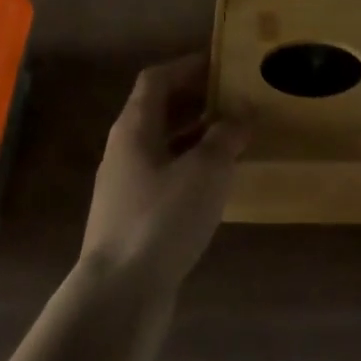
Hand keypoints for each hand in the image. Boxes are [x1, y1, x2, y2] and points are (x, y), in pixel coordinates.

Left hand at [80, 54, 246, 303]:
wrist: (118, 297)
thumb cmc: (162, 219)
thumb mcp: (206, 170)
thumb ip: (226, 135)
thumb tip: (242, 110)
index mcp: (135, 128)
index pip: (157, 79)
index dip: (188, 66)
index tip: (222, 63)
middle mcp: (125, 150)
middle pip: (159, 111)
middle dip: (197, 100)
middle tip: (236, 97)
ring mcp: (127, 187)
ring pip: (165, 146)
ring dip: (197, 135)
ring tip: (235, 136)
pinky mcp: (135, 218)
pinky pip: (167, 177)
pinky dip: (192, 168)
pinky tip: (218, 182)